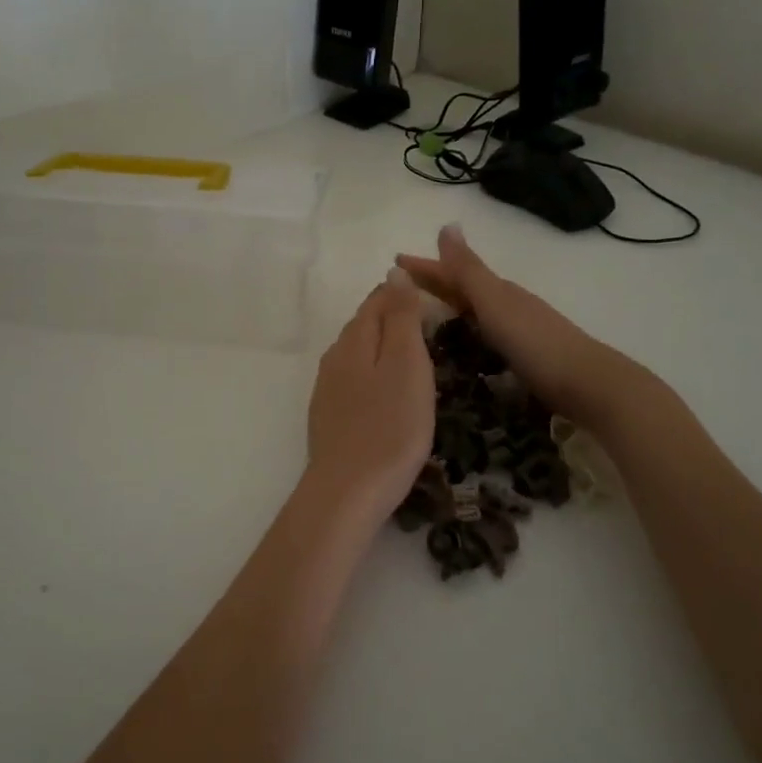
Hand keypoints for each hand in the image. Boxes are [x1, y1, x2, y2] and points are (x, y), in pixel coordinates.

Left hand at [303, 269, 435, 528]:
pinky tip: (386, 392)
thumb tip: (394, 270)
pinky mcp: (328, 416)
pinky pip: (353, 380)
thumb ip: (401, 317)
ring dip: (382, 347)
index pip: (378, 300)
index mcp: (354, 340)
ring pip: (357, 353)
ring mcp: (327, 389)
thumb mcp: (406, 364)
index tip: (434, 299)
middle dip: (393, 317)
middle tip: (429, 325)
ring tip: (413, 356)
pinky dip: (373, 374)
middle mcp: (334, 357)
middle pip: (364, 325)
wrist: (348, 492)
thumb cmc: (390, 426)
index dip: (404, 293)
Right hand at [397, 224, 639, 429]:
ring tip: (424, 314)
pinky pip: (485, 334)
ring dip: (450, 307)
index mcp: (498, 291)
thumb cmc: (535, 342)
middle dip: (434, 284)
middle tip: (399, 287)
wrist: (587, 384)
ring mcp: (519, 330)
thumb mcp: (495, 303)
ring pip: (475, 311)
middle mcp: (508, 305)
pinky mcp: (525, 356)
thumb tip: (447, 225)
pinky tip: (463, 345)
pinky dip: (467, 331)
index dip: (424, 267)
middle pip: (464, 289)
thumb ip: (469, 270)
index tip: (393, 262)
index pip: (453, 273)